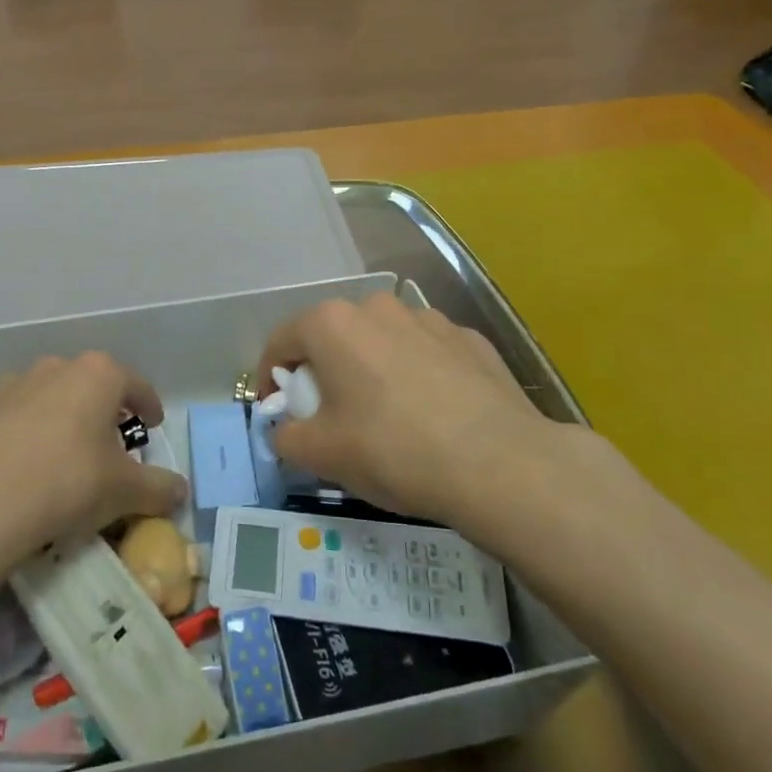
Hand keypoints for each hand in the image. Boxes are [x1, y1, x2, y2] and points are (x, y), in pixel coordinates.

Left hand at [0, 353, 186, 566]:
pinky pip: (5, 417)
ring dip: (55, 418)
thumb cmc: (68, 482)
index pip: (135, 384)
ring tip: (57, 457)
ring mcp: (9, 385)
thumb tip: (179, 490)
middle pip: (87, 385)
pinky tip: (14, 465)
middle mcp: (54, 368)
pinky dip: (15, 433)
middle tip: (106, 445)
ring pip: (44, 397)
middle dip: (99, 410)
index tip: (153, 424)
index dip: (148, 405)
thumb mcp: (125, 491)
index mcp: (97, 375)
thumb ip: (158, 487)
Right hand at [256, 294, 640, 547]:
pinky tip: (434, 414)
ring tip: (387, 415)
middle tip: (330, 416)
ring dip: (372, 368)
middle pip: (334, 337)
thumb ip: (286, 437)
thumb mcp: (321, 455)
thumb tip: (285, 431)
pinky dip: (418, 374)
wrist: (500, 464)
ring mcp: (429, 319)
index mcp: (332, 324)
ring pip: (382, 341)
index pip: (281, 342)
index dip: (271, 378)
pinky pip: (426, 353)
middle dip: (324, 371)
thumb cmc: (392, 450)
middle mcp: (377, 307)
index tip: (277, 411)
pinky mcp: (470, 339)